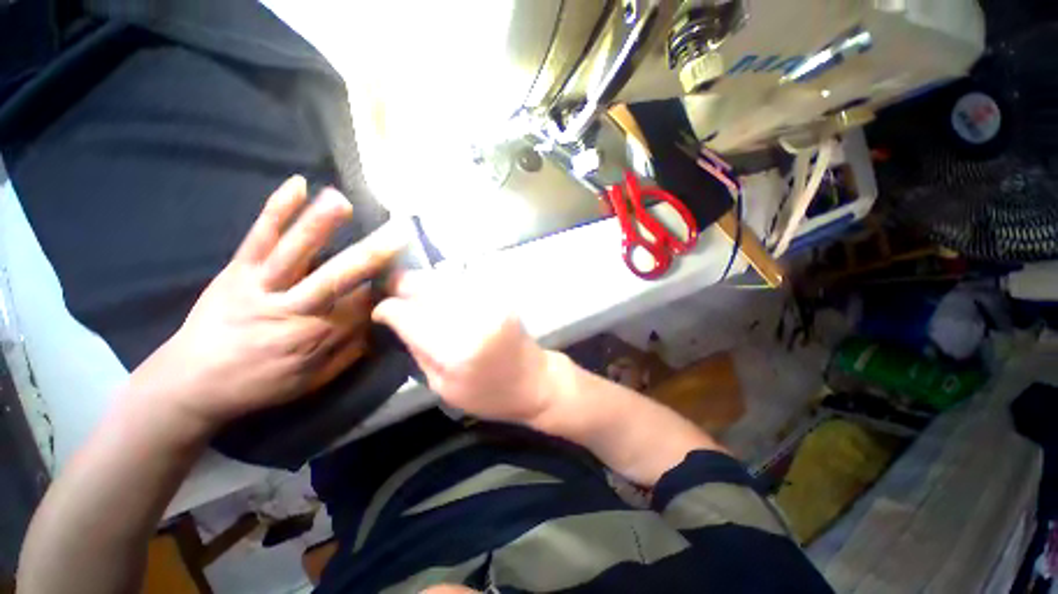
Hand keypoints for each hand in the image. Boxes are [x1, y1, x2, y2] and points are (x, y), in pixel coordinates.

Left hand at [127, 176, 404, 432]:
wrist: (193, 383)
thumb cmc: (261, 384)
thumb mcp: (314, 379)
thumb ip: (350, 349)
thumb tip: (379, 323)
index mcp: (317, 336)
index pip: (362, 305)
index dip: (386, 285)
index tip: (408, 269)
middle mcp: (293, 310)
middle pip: (337, 278)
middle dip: (370, 255)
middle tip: (398, 235)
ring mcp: (262, 286)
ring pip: (294, 252)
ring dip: (319, 225)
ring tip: (341, 201)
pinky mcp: (238, 271)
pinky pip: (258, 237)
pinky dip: (277, 210)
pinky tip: (297, 185)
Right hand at [372, 271, 553, 424]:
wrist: (535, 381)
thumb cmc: (489, 395)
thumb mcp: (443, 388)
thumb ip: (419, 351)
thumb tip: (398, 320)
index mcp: (457, 350)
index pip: (409, 316)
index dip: (388, 309)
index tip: (379, 311)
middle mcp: (474, 318)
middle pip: (426, 286)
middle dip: (401, 285)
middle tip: (390, 292)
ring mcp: (490, 302)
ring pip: (443, 278)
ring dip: (422, 282)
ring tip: (411, 291)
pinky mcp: (499, 296)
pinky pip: (462, 281)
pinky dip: (444, 284)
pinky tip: (439, 294)